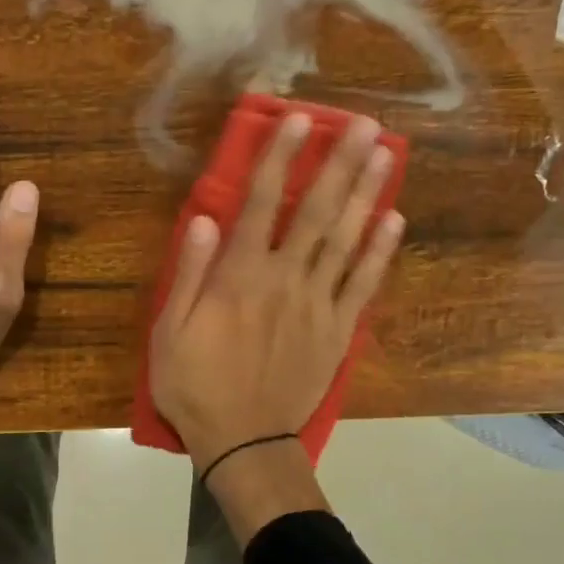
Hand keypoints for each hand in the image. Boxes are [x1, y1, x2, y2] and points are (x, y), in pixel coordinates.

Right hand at [148, 111, 404, 477]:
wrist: (245, 442)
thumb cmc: (195, 386)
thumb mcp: (168, 332)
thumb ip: (188, 273)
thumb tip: (204, 217)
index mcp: (239, 277)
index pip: (262, 203)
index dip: (280, 158)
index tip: (299, 120)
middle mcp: (284, 280)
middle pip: (316, 212)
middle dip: (340, 164)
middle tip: (365, 124)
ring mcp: (317, 305)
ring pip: (346, 240)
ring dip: (367, 194)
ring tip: (387, 154)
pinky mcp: (338, 331)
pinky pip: (363, 284)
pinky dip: (380, 252)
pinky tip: (394, 220)